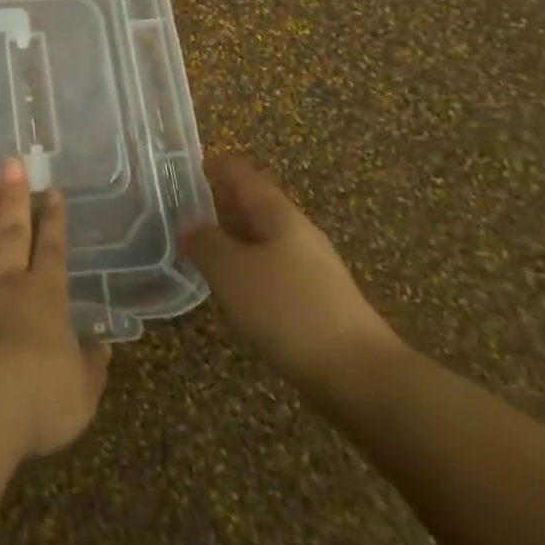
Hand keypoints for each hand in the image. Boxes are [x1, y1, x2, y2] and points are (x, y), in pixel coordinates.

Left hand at [0, 159, 110, 458]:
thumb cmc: (36, 398)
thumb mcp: (80, 392)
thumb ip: (90, 367)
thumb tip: (103, 348)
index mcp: (44, 296)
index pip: (52, 248)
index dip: (54, 219)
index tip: (52, 190)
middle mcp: (6, 282)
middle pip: (11, 231)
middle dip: (14, 196)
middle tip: (11, 163)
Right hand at [181, 156, 401, 401]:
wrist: (361, 377)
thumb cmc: (289, 311)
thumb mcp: (233, 273)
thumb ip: (206, 244)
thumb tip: (189, 225)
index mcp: (280, 215)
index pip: (243, 175)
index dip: (215, 167)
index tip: (184, 168)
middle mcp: (299, 234)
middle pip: (255, 206)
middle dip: (221, 204)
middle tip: (183, 210)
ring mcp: (312, 269)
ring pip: (264, 240)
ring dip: (233, 238)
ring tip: (200, 249)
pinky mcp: (317, 302)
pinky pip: (273, 270)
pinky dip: (248, 269)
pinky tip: (233, 290)